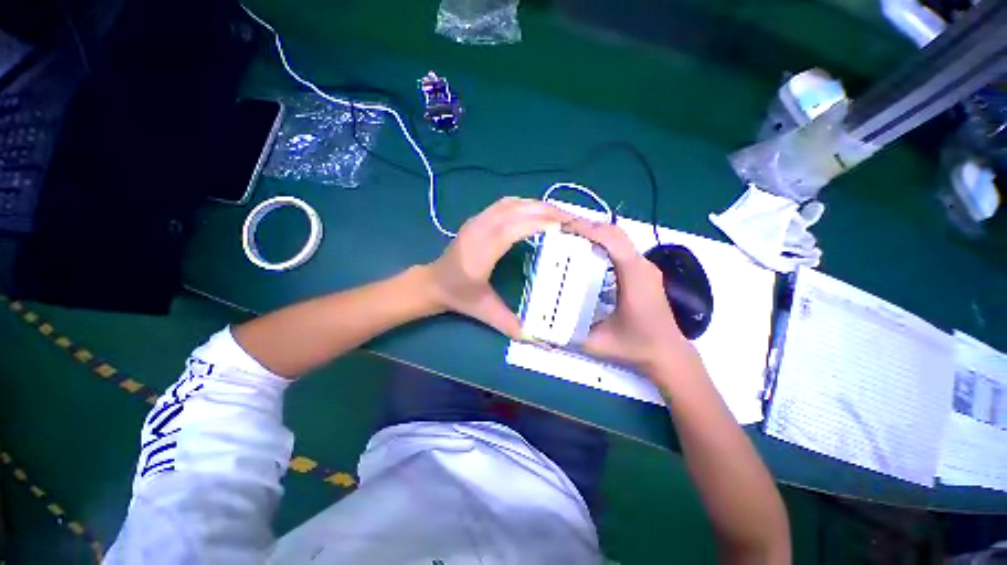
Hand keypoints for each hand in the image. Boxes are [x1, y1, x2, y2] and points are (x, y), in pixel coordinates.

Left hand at [425, 197, 570, 337]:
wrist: (434, 282)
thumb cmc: (459, 296)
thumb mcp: (484, 312)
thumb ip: (509, 323)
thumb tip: (537, 338)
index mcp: (478, 255)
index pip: (508, 230)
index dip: (535, 224)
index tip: (563, 226)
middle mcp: (477, 232)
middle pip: (513, 211)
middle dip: (545, 211)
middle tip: (572, 219)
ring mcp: (476, 221)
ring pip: (510, 204)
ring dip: (537, 205)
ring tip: (560, 214)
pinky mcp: (477, 218)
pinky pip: (505, 204)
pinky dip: (526, 204)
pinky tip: (538, 212)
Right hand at [563, 219, 695, 373]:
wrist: (668, 354)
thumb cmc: (636, 347)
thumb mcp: (596, 343)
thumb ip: (567, 336)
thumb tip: (540, 328)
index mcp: (633, 277)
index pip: (611, 239)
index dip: (586, 228)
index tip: (561, 227)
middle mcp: (642, 266)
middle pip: (614, 233)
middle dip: (586, 227)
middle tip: (559, 231)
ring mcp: (645, 267)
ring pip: (619, 238)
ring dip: (594, 233)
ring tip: (569, 237)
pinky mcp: (643, 272)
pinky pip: (621, 248)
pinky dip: (602, 243)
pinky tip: (586, 253)